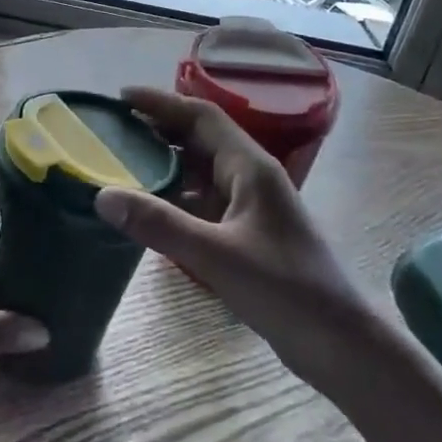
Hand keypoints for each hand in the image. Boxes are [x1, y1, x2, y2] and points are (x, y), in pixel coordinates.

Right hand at [94, 87, 377, 379]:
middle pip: (199, 139)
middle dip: (157, 129)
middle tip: (112, 130)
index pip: (201, 116)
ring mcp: (249, 206)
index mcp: (250, 167)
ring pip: (199, 171)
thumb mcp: (216, 255)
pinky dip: (172, 198)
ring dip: (163, 164)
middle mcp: (250, 178)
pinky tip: (147, 210)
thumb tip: (101, 195)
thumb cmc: (285, 290)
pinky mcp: (246, 234)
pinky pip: (201, 202)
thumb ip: (159, 224)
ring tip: (119, 165)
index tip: (120, 97)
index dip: (161, 102)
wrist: (340, 343)